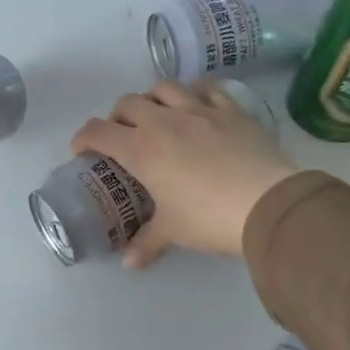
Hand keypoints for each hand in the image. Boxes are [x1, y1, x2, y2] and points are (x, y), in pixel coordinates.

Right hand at [71, 79, 298, 267]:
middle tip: (123, 137)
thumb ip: (147, 242)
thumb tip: (128, 262)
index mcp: (140, 149)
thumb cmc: (208, 218)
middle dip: (117, 117)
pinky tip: (197, 104)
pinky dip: (195, 92)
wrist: (267, 204)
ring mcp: (199, 110)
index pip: (97, 131)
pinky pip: (207, 88)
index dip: (83, 138)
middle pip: (127, 103)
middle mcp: (163, 121)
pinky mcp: (231, 109)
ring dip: (152, 98)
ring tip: (157, 115)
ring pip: (164, 87)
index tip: (82, 151)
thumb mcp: (173, 231)